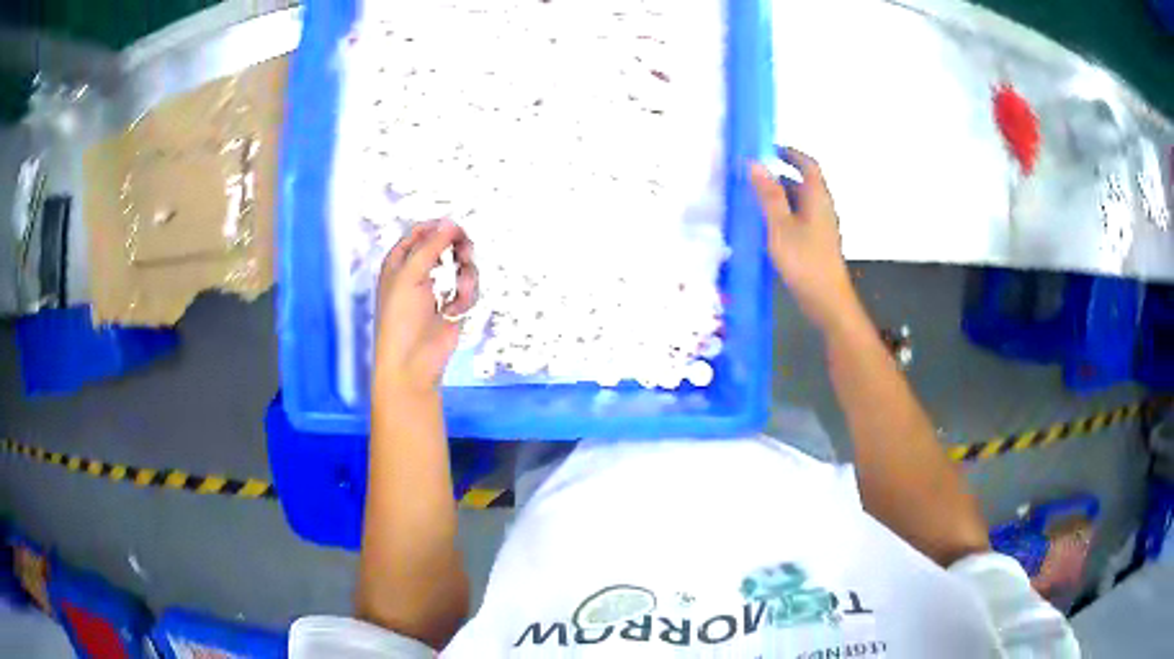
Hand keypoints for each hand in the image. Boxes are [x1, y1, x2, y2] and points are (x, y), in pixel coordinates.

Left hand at [373, 219, 477, 395]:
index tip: (455, 229)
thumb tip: (451, 222)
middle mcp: (418, 271)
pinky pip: (468, 288)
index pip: (421, 232)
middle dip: (457, 248)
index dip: (438, 227)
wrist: (413, 361)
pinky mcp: (454, 305)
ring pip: (461, 265)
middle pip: (445, 244)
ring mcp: (437, 288)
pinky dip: (466, 296)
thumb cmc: (401, 317)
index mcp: (400, 261)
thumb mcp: (411, 274)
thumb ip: (431, 245)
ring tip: (460, 289)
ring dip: (465, 274)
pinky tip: (457, 309)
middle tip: (464, 253)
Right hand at [750, 148, 858, 333]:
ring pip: (798, 203)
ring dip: (777, 197)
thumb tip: (755, 163)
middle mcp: (822, 208)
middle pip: (801, 183)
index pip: (807, 164)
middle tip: (749, 176)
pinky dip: (781, 216)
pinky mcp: (815, 244)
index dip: (789, 153)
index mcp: (817, 197)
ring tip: (750, 200)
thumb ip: (768, 194)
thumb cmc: (805, 261)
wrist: (827, 302)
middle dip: (777, 176)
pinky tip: (763, 227)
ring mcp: (820, 227)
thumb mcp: (780, 225)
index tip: (767, 149)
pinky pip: (797, 220)